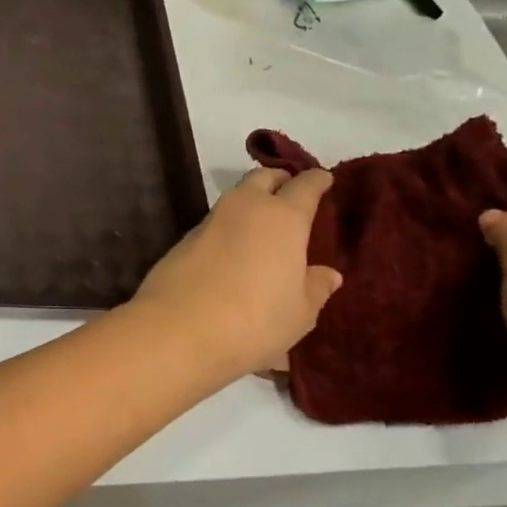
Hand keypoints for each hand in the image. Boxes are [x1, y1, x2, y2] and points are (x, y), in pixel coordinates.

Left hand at [132, 167, 341, 379]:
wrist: (178, 329)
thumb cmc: (254, 320)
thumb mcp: (299, 312)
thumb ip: (315, 288)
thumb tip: (328, 273)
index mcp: (283, 217)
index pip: (305, 186)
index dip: (316, 181)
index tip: (324, 179)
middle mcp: (245, 208)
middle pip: (263, 178)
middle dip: (278, 179)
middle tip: (290, 192)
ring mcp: (209, 221)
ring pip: (235, 198)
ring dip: (250, 203)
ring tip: (263, 224)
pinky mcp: (183, 240)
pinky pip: (215, 224)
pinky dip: (229, 228)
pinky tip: (233, 249)